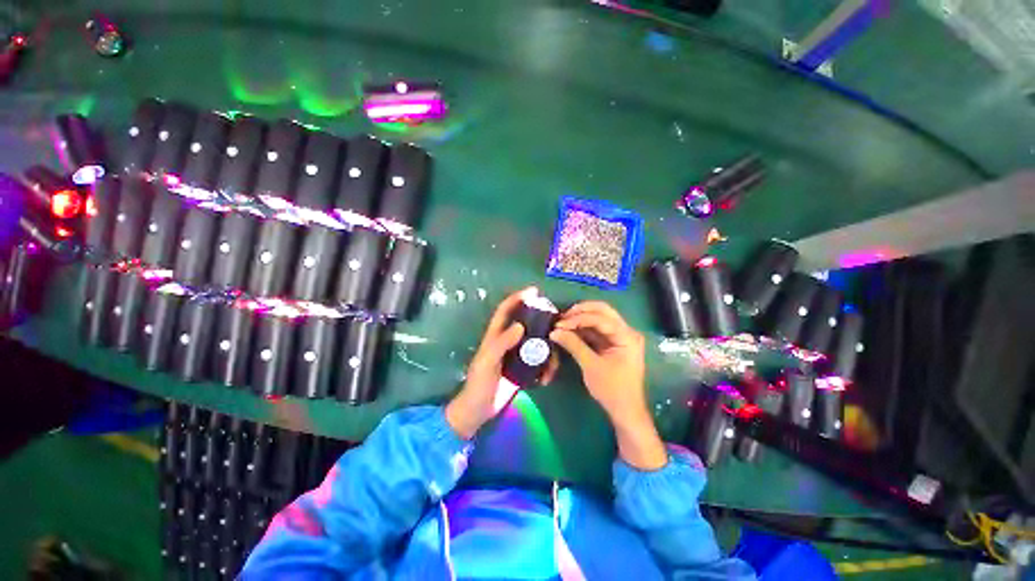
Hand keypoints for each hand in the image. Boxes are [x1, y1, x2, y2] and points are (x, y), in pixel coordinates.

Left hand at [446, 288, 557, 438]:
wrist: (478, 411)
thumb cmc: (479, 384)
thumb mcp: (487, 362)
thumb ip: (501, 343)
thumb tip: (520, 325)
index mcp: (495, 336)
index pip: (505, 311)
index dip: (517, 298)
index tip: (534, 291)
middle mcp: (507, 341)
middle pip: (526, 323)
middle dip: (540, 320)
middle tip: (556, 323)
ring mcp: (516, 356)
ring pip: (536, 343)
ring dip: (547, 350)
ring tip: (553, 363)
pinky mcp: (523, 369)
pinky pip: (539, 362)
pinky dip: (546, 367)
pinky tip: (547, 378)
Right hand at [551, 301, 666, 469]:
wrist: (625, 412)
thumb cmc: (612, 390)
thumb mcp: (591, 366)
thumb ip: (573, 344)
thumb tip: (554, 331)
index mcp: (627, 336)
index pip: (600, 318)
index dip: (578, 319)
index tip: (559, 324)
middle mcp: (626, 331)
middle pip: (603, 311)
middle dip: (581, 311)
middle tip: (562, 317)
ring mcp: (620, 336)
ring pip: (599, 317)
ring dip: (581, 318)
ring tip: (563, 322)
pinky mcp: (613, 343)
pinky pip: (597, 329)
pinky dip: (583, 328)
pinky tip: (570, 329)